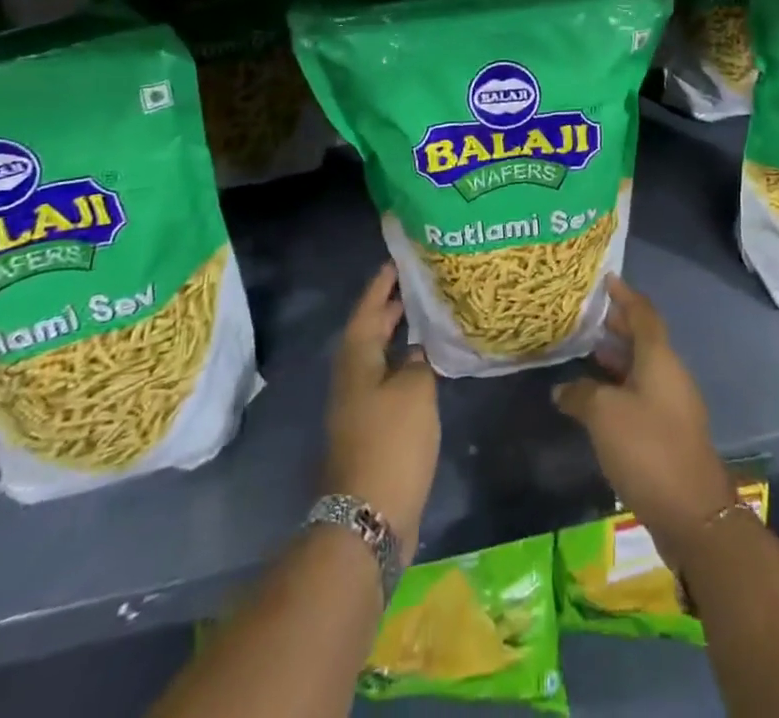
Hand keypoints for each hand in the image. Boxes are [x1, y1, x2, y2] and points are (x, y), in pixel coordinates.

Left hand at [323, 264, 439, 552]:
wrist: (370, 517)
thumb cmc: (392, 442)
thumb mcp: (415, 391)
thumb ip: (418, 361)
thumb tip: (415, 351)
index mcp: (356, 361)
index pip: (367, 310)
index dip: (381, 285)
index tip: (397, 261)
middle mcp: (352, 379)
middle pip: (369, 333)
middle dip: (390, 308)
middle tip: (417, 284)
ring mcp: (358, 407)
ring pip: (378, 358)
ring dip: (398, 337)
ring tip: (426, 318)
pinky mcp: (371, 431)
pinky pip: (386, 382)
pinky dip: (404, 366)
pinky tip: (427, 367)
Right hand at [553, 275, 736, 555]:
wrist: (693, 513)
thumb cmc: (648, 448)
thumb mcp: (604, 415)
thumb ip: (581, 394)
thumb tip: (563, 390)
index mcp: (659, 358)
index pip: (643, 313)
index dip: (624, 295)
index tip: (606, 279)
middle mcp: (669, 373)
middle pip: (643, 338)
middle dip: (617, 324)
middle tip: (586, 315)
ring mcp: (673, 404)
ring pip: (641, 368)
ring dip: (616, 357)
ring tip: (585, 351)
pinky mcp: (669, 432)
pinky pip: (642, 394)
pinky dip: (620, 386)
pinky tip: (596, 399)